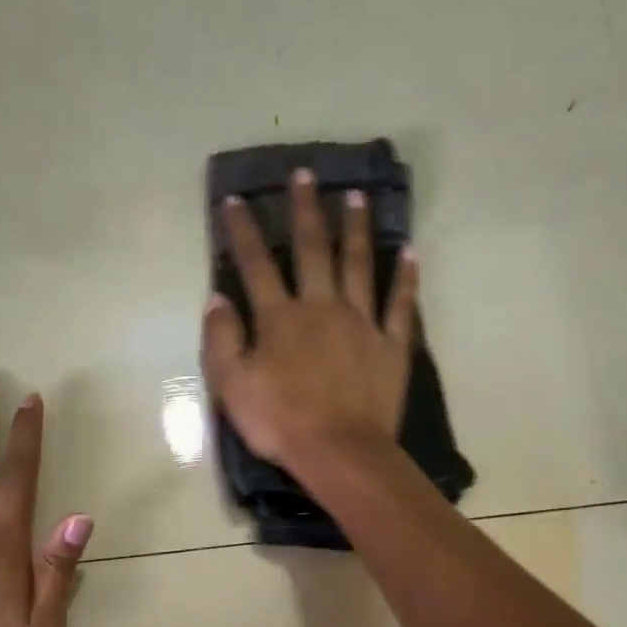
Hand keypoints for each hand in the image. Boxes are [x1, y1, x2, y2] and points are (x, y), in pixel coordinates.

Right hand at [201, 169, 418, 474]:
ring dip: (356, 228)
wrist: (340, 452)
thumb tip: (216, 298)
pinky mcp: (391, 344)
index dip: (242, 231)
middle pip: (312, 249)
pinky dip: (406, 276)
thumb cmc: (280, 422)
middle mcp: (321, 307)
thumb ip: (221, 339)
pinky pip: (401, 303)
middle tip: (305, 174)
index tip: (236, 200)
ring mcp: (361, 322)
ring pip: (359, 264)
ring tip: (356, 196)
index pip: (255, 265)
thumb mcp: (232, 386)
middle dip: (305, 210)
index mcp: (280, 317)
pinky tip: (410, 251)